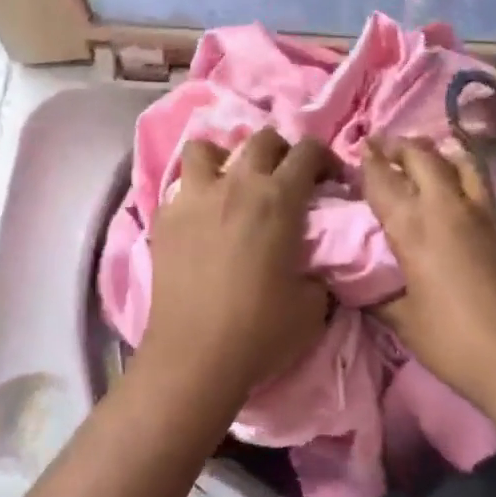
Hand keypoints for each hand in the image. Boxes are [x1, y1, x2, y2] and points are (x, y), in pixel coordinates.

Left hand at [135, 127, 334, 410]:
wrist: (195, 357)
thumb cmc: (261, 331)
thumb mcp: (313, 304)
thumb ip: (317, 269)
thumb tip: (311, 262)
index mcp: (278, 199)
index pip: (308, 152)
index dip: (325, 158)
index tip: (330, 180)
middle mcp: (236, 184)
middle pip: (261, 139)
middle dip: (280, 151)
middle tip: (285, 179)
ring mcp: (194, 197)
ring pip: (206, 147)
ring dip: (225, 157)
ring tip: (231, 183)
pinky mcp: (165, 217)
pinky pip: (180, 185)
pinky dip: (195, 192)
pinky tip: (201, 218)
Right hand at [360, 136, 495, 437]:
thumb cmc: (458, 344)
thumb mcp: (405, 323)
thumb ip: (378, 295)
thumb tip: (355, 282)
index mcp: (414, 228)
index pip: (384, 179)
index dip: (368, 161)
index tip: (358, 148)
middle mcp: (447, 208)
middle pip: (422, 156)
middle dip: (399, 145)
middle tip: (382, 146)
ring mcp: (481, 213)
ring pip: (457, 160)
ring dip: (434, 149)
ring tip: (420, 152)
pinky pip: (477, 180)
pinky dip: (459, 167)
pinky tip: (452, 178)